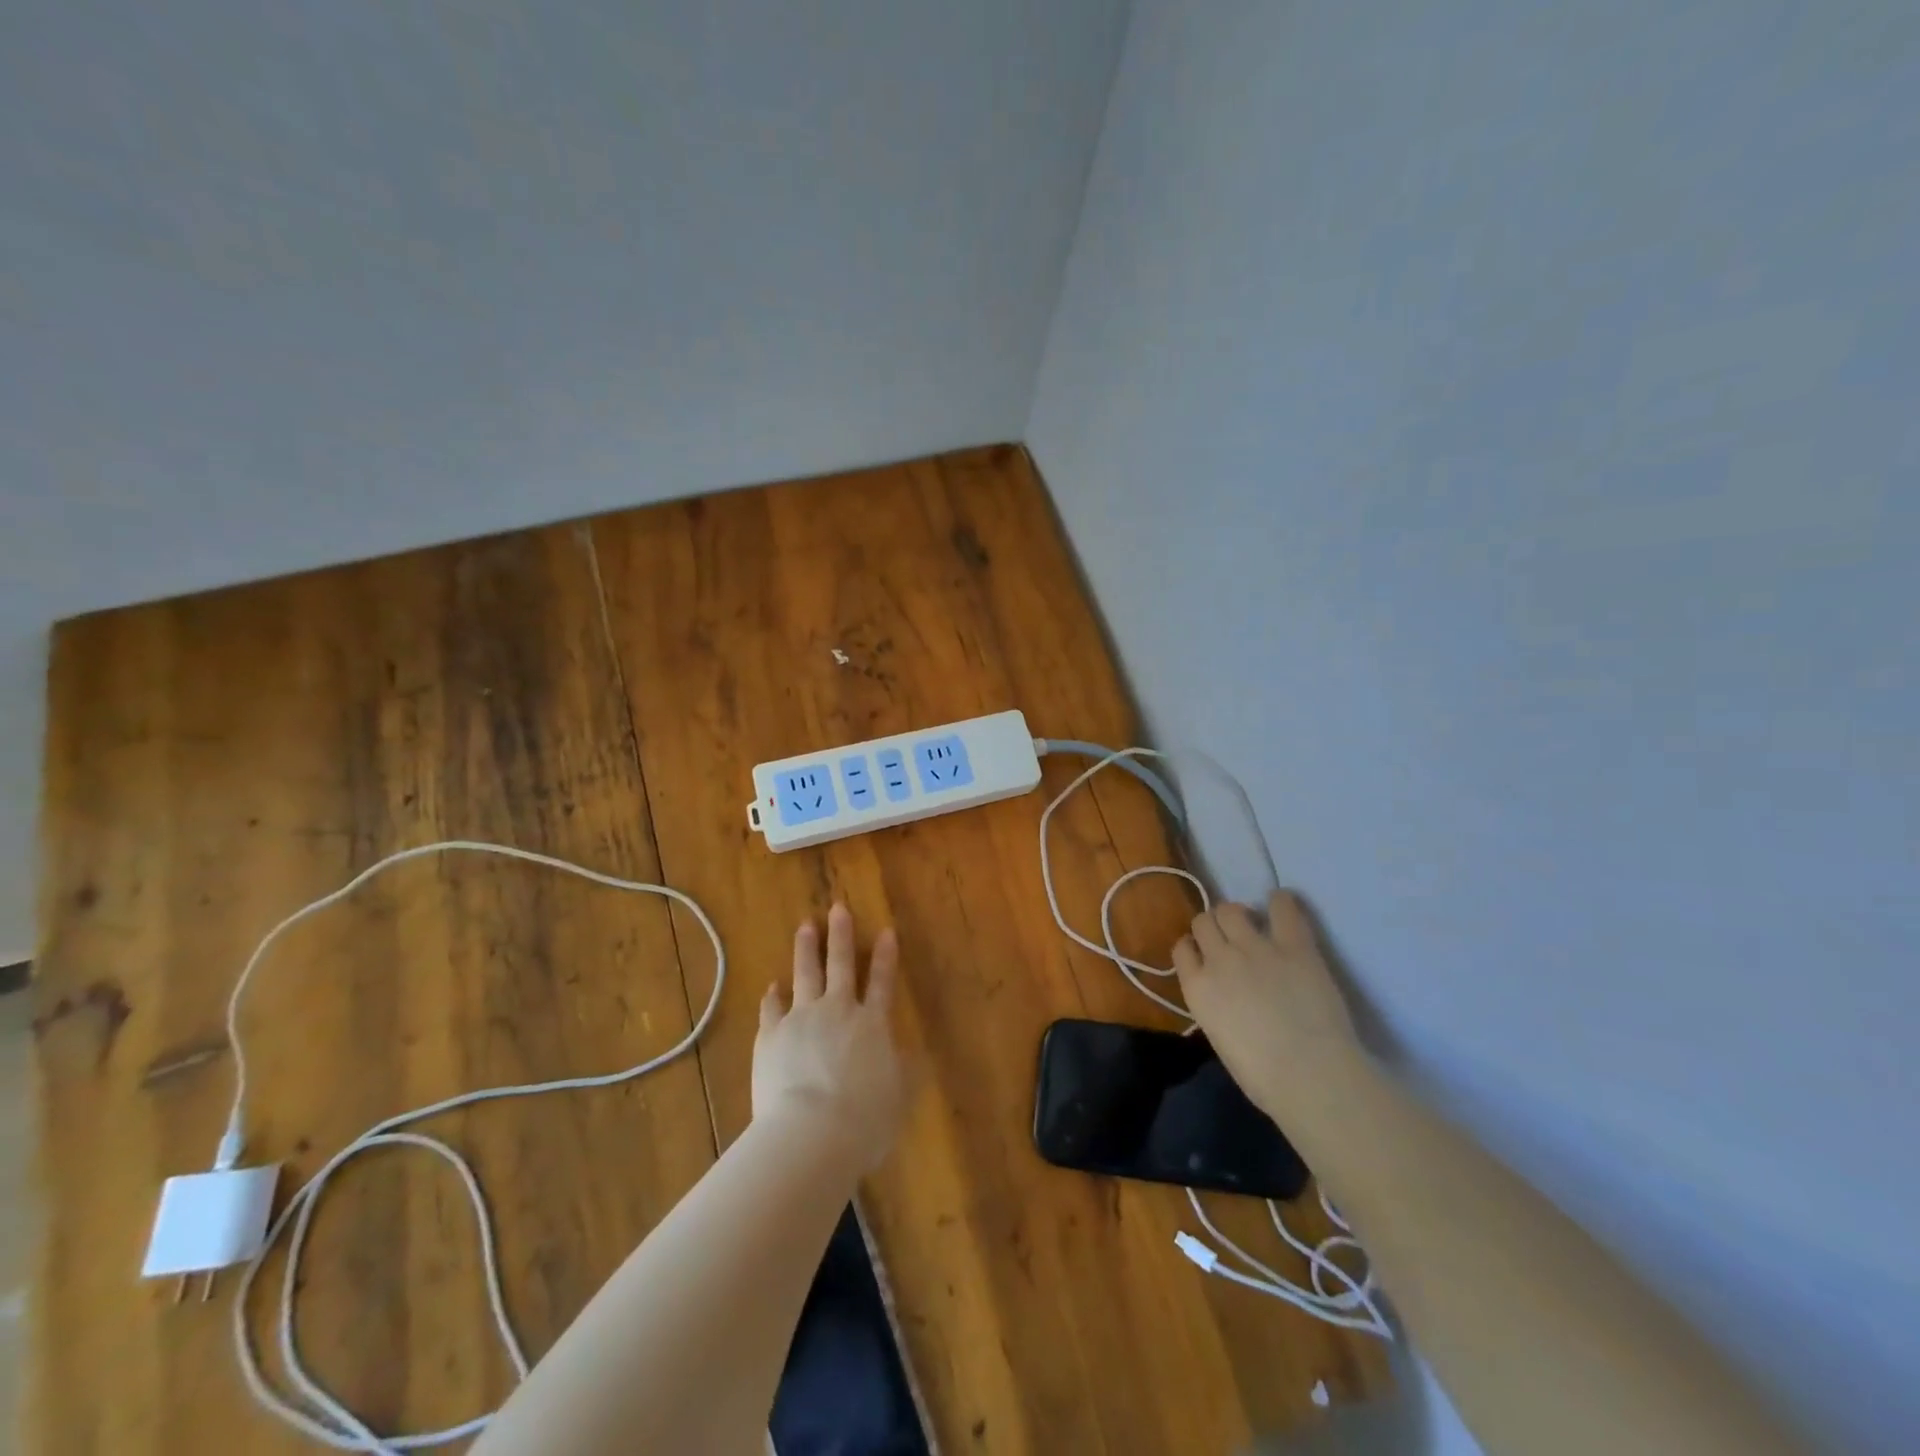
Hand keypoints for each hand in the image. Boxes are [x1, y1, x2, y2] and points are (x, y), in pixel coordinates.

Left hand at [753, 903, 907, 1169]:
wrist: (810, 1134)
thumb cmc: (865, 1120)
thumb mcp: (899, 1097)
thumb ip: (905, 1071)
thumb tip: (913, 1054)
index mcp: (872, 1024)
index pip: (882, 981)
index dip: (885, 956)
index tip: (886, 930)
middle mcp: (837, 1011)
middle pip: (840, 964)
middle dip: (841, 935)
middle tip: (838, 907)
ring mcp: (800, 1020)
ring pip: (804, 974)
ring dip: (805, 949)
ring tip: (805, 926)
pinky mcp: (770, 1037)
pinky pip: (771, 1008)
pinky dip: (773, 996)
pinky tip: (772, 987)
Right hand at [1172, 890, 1363, 1117]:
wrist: (1310, 1075)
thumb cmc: (1263, 1076)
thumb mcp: (1220, 1038)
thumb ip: (1215, 1005)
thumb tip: (1225, 996)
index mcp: (1197, 988)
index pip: (1182, 948)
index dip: (1194, 949)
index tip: (1206, 956)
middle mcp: (1219, 959)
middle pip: (1204, 922)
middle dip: (1213, 927)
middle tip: (1231, 940)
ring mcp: (1256, 948)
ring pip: (1232, 909)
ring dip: (1238, 915)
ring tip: (1253, 924)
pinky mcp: (1294, 945)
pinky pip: (1282, 908)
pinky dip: (1280, 902)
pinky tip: (1281, 904)